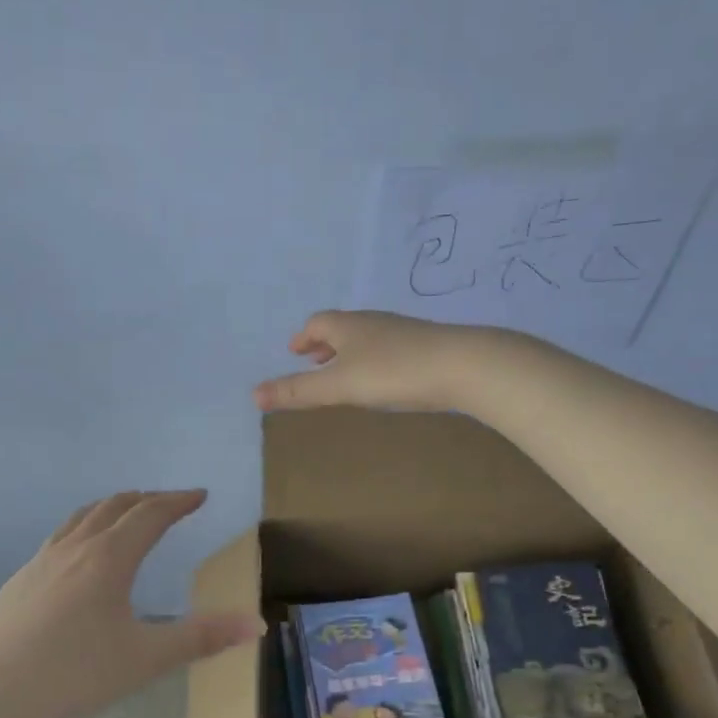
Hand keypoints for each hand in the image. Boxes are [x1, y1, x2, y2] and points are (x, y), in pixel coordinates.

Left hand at [0, 490, 259, 717]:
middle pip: (115, 506)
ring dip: (112, 508)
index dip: (179, 501)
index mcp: (108, 558)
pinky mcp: (19, 581)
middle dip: (148, 499)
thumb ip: (201, 638)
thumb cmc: (71, 676)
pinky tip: (80, 557)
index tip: (200, 495)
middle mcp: (74, 548)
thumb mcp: (144, 659)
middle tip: (171, 503)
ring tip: (128, 514)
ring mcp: (40, 562)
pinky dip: (85, 527)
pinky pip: (61, 537)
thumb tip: (255, 623)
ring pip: (82, 517)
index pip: (151, 514)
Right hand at [252, 310, 507, 414]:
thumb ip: (298, 392)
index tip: (295, 351)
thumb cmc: (393, 372)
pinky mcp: (426, 347)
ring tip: (346, 373)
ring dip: (350, 352)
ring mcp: (403, 333)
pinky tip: (385, 380)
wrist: (464, 366)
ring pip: (368, 338)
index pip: (318, 323)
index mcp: (348, 326)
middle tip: (314, 361)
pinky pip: (390, 349)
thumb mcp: (339, 386)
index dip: (303, 337)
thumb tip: (253, 394)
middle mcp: (374, 323)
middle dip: (325, 344)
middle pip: (343, 328)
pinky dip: (375, 360)